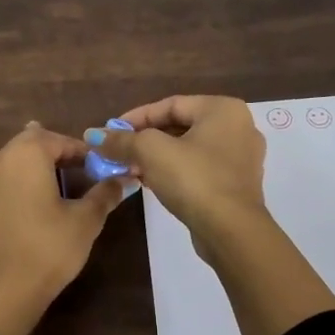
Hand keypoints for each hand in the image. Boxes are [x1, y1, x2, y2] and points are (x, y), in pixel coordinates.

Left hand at [0, 122, 130, 334]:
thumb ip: (104, 194)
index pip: (60, 141)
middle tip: (74, 169)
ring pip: (2, 157)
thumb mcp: (86, 220)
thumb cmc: (51, 249)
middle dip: (53, 151)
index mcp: (30, 155)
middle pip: (30, 143)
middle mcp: (0, 159)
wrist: (9, 289)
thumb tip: (123, 179)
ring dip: (22, 158)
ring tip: (39, 164)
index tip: (97, 166)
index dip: (81, 151)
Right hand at [88, 96, 268, 257]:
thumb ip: (121, 140)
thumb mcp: (150, 152)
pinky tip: (151, 182)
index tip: (111, 132)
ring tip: (129, 167)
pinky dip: (175, 171)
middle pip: (180, 126)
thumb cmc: (193, 179)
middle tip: (118, 151)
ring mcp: (241, 158)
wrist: (230, 231)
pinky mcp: (237, 184)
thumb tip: (92, 135)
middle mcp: (239, 127)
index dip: (136, 117)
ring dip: (157, 157)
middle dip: (145, 138)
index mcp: (223, 109)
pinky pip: (200, 168)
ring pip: (189, 149)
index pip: (171, 104)